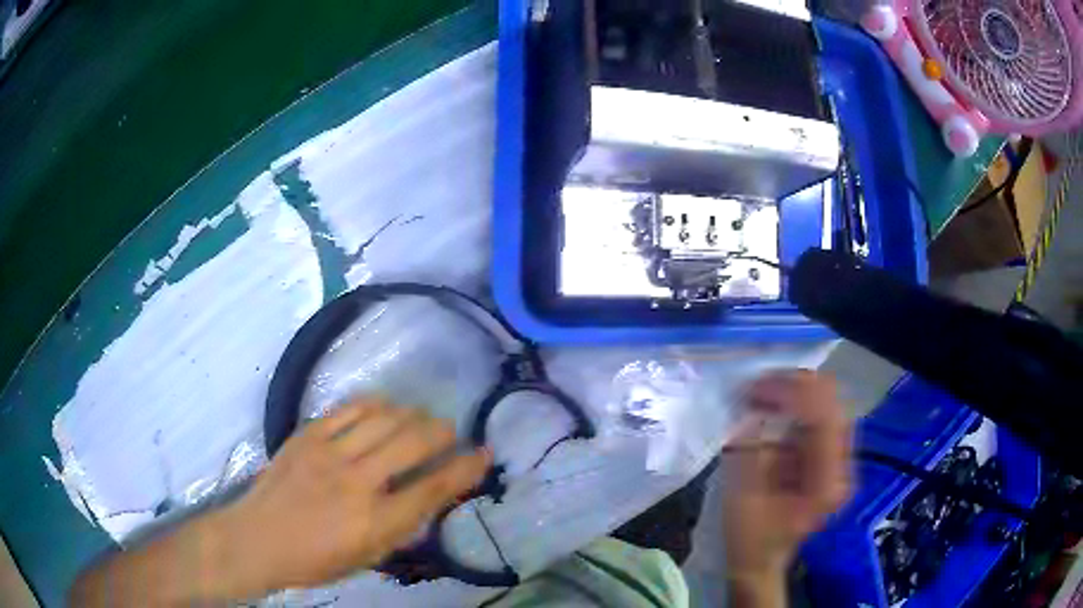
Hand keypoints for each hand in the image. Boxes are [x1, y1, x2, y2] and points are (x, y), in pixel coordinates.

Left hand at [215, 399, 489, 593]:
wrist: (257, 537)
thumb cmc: (314, 560)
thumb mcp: (366, 558)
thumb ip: (400, 528)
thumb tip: (427, 497)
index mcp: (374, 522)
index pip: (432, 488)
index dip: (465, 469)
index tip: (483, 453)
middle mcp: (357, 482)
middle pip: (412, 442)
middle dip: (441, 431)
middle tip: (449, 431)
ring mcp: (329, 453)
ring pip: (384, 418)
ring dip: (411, 414)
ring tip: (419, 418)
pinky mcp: (308, 435)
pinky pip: (350, 408)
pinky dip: (375, 404)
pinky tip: (384, 407)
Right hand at [722, 370, 850, 604]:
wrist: (760, 563)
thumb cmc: (748, 541)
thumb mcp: (741, 501)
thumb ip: (749, 453)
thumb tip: (752, 412)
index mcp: (826, 483)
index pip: (823, 418)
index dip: (792, 393)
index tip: (755, 387)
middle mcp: (842, 466)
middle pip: (833, 403)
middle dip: (795, 385)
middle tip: (757, 386)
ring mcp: (838, 459)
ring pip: (828, 403)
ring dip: (795, 391)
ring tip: (761, 392)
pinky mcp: (827, 456)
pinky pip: (819, 414)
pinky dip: (795, 403)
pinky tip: (772, 405)